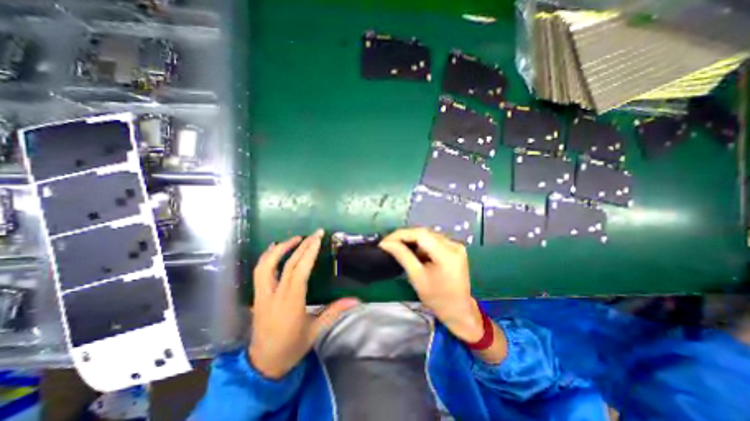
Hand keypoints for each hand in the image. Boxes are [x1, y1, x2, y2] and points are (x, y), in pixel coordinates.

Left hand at [248, 232, 360, 380]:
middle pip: (287, 264)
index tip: (318, 238)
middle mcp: (274, 295)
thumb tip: (356, 300)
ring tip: (295, 238)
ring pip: (266, 265)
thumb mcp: (315, 331)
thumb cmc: (291, 347)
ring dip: (281, 248)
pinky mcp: (257, 296)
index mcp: (291, 303)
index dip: (308, 253)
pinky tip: (275, 249)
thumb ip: (335, 312)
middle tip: (314, 234)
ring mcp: (262, 295)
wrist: (263, 365)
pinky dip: (268, 256)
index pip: (299, 271)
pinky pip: (259, 271)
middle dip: (301, 245)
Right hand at [379, 229, 483, 343]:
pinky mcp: (454, 248)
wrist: (459, 310)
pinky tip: (411, 249)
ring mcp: (455, 245)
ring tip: (397, 245)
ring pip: (428, 235)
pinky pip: (433, 240)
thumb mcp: (417, 277)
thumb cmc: (437, 298)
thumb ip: (402, 256)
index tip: (386, 241)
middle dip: (405, 236)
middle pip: (424, 233)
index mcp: (447, 254)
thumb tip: (386, 243)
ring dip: (412, 239)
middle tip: (389, 243)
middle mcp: (454, 245)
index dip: (401, 234)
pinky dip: (420, 243)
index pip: (421, 234)